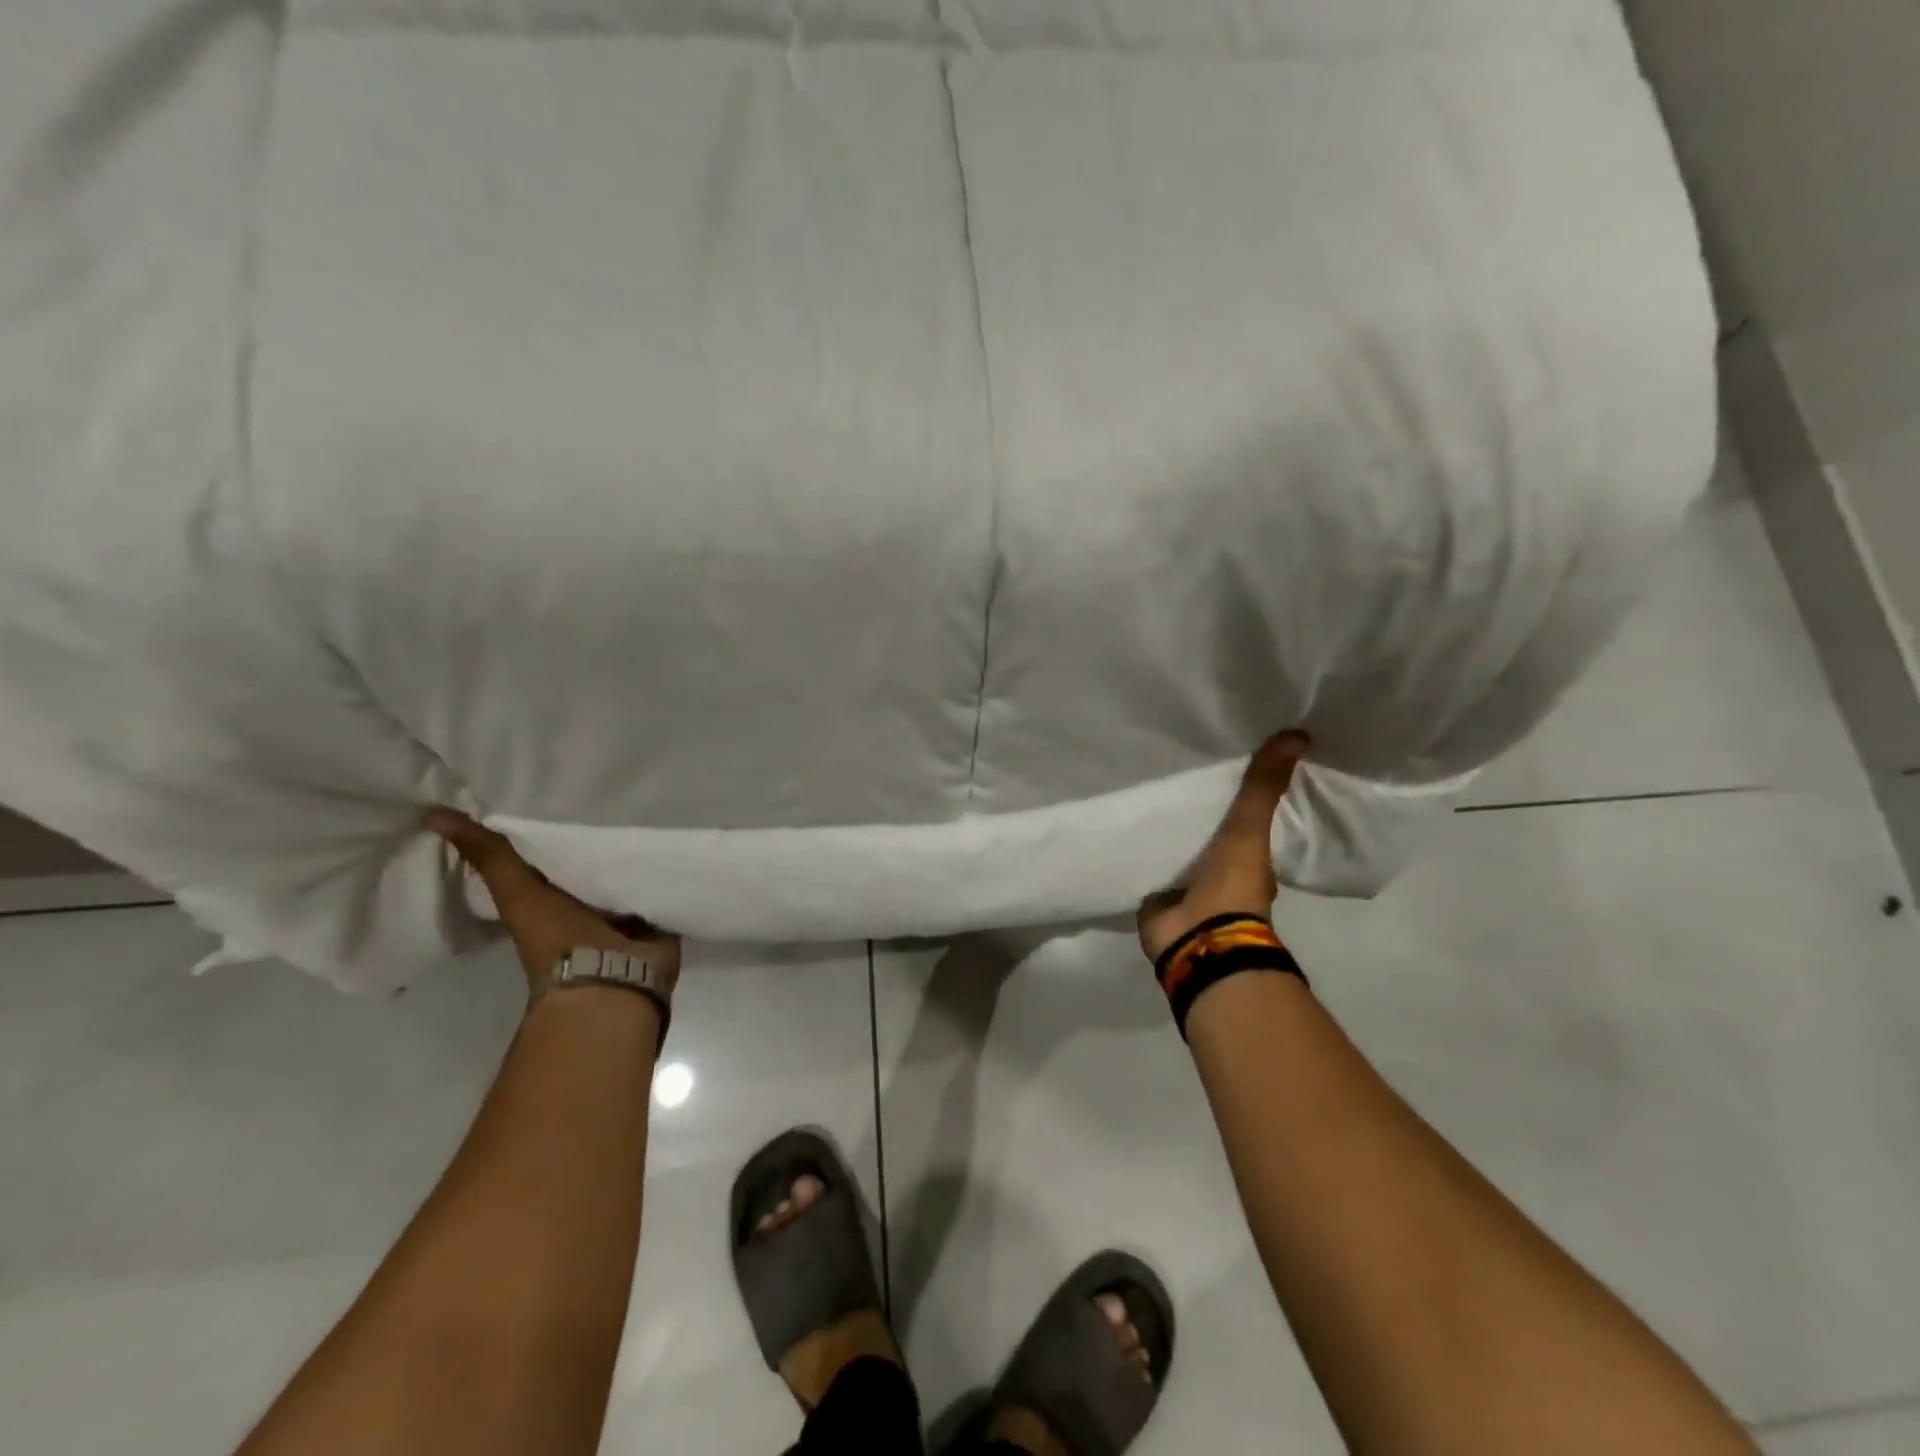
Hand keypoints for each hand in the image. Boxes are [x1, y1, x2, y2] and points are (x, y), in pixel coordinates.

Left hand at [430, 810, 682, 996]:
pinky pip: (660, 888)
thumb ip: (489, 856)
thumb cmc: (557, 938)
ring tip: (650, 809)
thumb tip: (434, 814)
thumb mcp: (517, 892)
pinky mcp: (656, 919)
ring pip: (626, 876)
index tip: (560, 794)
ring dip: (634, 854)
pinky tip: (673, 842)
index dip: (551, 830)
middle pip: (590, 866)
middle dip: (599, 840)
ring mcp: (622, 917)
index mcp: (548, 903)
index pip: (547, 859)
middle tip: (612, 796)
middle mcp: (583, 909)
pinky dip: (664, 871)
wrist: (609, 981)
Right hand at [1135, 730, 1309, 962]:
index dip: (1239, 798)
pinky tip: (1125, 827)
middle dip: (1197, 813)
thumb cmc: (1232, 888)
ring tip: (1146, 792)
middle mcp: (1220, 873)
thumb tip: (1300, 734)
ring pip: (1178, 851)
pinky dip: (1141, 851)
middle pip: (1208, 834)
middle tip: (1177, 772)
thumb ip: (1264, 787)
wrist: (1197, 940)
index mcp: (1249, 861)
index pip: (1245, 822)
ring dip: (1168, 832)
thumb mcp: (1250, 830)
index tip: (1227, 767)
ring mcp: (1186, 888)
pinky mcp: (1155, 898)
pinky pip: (1148, 866)